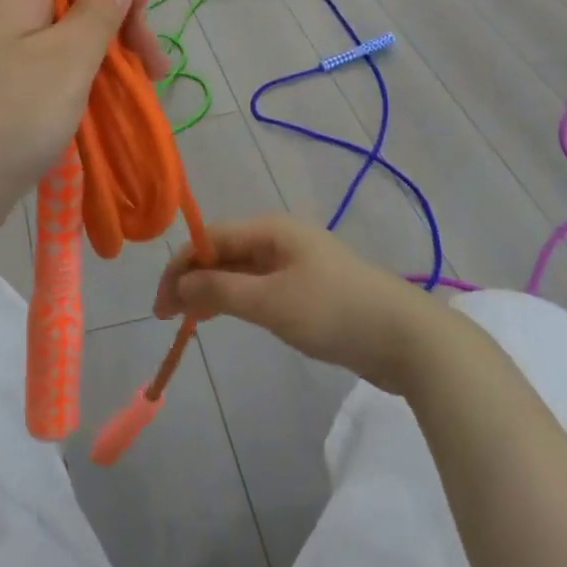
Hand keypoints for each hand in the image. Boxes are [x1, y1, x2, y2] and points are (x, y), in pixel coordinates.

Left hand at [0, 0, 166, 251]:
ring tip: (150, 76)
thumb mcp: (64, 63)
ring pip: (72, 20)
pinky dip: (94, 67)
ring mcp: (12, 46)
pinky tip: (124, 89)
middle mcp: (10, 5)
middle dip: (117, 0)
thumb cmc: (2, 119)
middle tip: (148, 47)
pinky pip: (62, 57)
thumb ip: (98, 13)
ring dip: (112, 39)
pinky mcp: (15, 82)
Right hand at [154, 216, 445, 393]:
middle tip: (169, 318)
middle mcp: (280, 238)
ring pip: (241, 271)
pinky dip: (237, 300)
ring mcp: (297, 263)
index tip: (160, 306)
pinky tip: (227, 316)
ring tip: (189, 321)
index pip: (210, 238)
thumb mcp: (270, 302)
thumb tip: (179, 282)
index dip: (180, 267)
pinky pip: (261, 287)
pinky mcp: (309, 289)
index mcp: (271, 229)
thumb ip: (220, 290)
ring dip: (213, 291)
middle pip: (224, 252)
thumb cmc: (333, 311)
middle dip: (193, 279)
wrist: (406, 338)